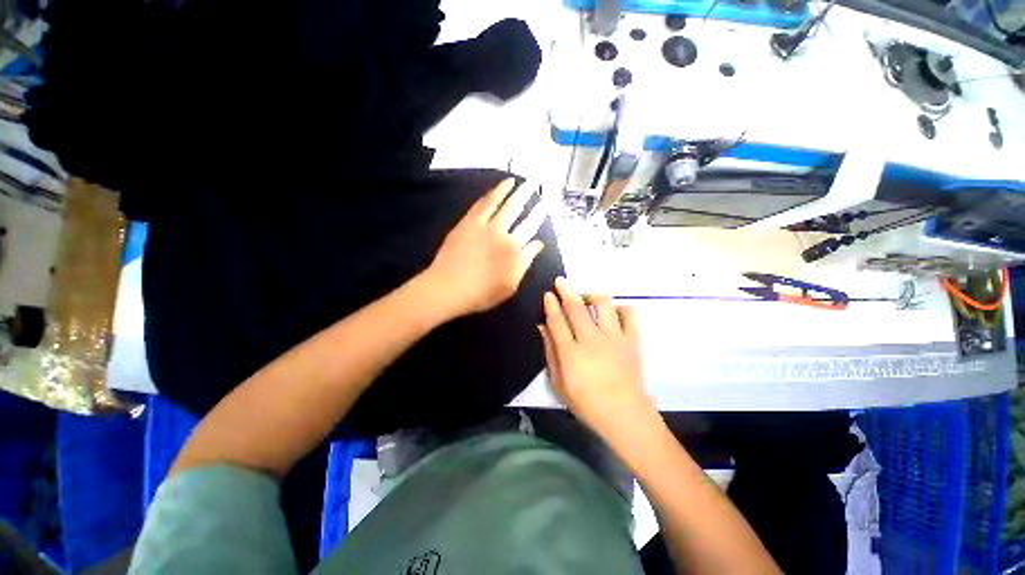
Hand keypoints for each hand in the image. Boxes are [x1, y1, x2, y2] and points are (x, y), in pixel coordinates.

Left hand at [421, 178, 546, 318]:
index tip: (544, 205)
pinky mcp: (467, 222)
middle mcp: (501, 232)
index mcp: (514, 249)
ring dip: (509, 189)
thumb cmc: (481, 293)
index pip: (530, 227)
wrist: (448, 288)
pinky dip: (490, 194)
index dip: (538, 215)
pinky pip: (481, 204)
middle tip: (534, 183)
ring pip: (499, 201)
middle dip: (526, 194)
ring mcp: (483, 225)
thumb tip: (538, 244)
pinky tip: (496, 190)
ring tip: (516, 180)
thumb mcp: (510, 285)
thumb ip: (525, 262)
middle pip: (516, 209)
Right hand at [540, 277, 653, 440]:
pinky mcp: (632, 339)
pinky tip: (612, 311)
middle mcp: (591, 339)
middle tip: (560, 281)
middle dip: (566, 290)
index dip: (551, 305)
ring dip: (591, 294)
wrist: (625, 414)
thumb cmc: (587, 403)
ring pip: (603, 304)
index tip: (547, 294)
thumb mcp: (559, 383)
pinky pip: (628, 313)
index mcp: (571, 353)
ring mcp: (614, 337)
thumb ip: (550, 353)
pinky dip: (619, 307)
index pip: (557, 321)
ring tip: (586, 297)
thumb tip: (542, 327)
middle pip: (577, 307)